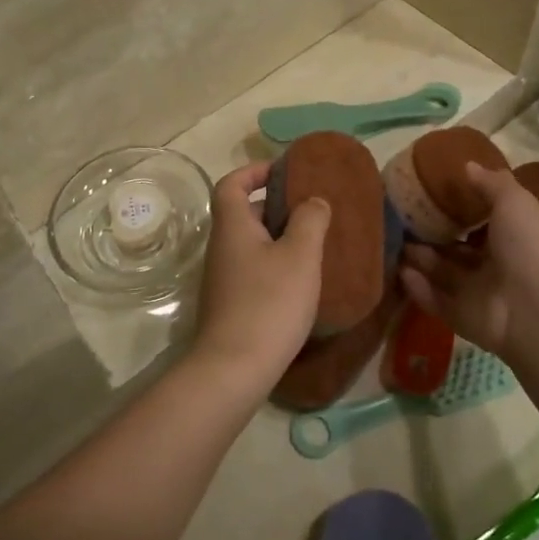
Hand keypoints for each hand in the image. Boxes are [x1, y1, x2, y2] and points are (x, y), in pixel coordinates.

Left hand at [187, 162, 329, 386]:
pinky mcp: (232, 304)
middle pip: (244, 213)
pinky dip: (276, 264)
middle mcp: (222, 247)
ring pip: (252, 244)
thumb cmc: (269, 302)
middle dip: (276, 206)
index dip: (253, 171)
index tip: (283, 171)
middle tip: (312, 209)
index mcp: (232, 226)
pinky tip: (303, 280)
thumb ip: (310, 220)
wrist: (235, 368)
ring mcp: (224, 278)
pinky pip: (254, 270)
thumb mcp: (300, 256)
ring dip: (279, 238)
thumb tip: (313, 200)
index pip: (231, 184)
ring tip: (316, 243)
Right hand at [400, 163, 538, 362]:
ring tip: (391, 238)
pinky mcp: (460, 317)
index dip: (460, 208)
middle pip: (457, 248)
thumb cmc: (529, 247)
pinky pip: (433, 300)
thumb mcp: (515, 202)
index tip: (431, 192)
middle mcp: (495, 266)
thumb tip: (468, 165)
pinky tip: (398, 269)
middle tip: (401, 215)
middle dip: (431, 234)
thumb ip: (491, 183)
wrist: (536, 309)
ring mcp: (477, 294)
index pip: (483, 222)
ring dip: (418, 258)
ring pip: (441, 273)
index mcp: (513, 238)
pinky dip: (416, 287)